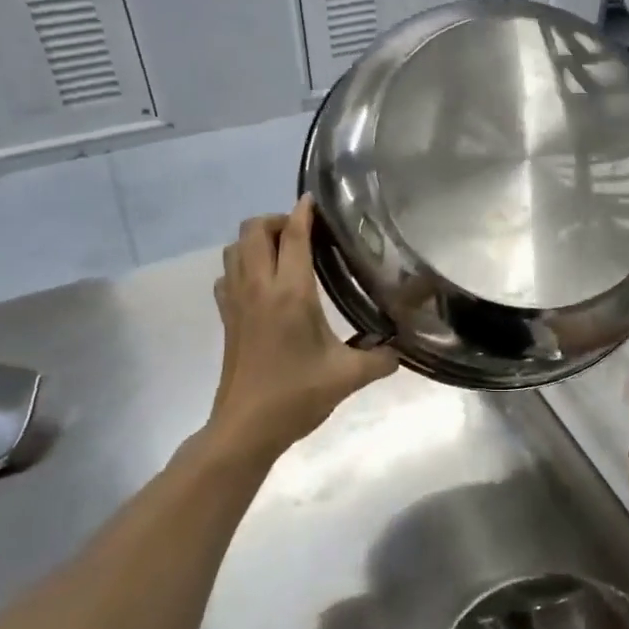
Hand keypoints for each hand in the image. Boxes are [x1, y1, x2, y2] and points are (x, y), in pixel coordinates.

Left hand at [208, 198, 397, 458]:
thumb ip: (380, 359)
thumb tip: (401, 350)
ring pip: (234, 248)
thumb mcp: (348, 377)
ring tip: (285, 252)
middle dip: (277, 220)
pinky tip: (263, 283)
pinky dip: (242, 265)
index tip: (316, 200)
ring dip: (256, 240)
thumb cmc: (296, 396)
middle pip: (253, 230)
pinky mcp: (226, 318)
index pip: (294, 236)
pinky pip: (228, 274)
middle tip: (305, 233)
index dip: (304, 212)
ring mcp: (236, 301)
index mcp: (290, 294)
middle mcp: (259, 288)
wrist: (245, 428)